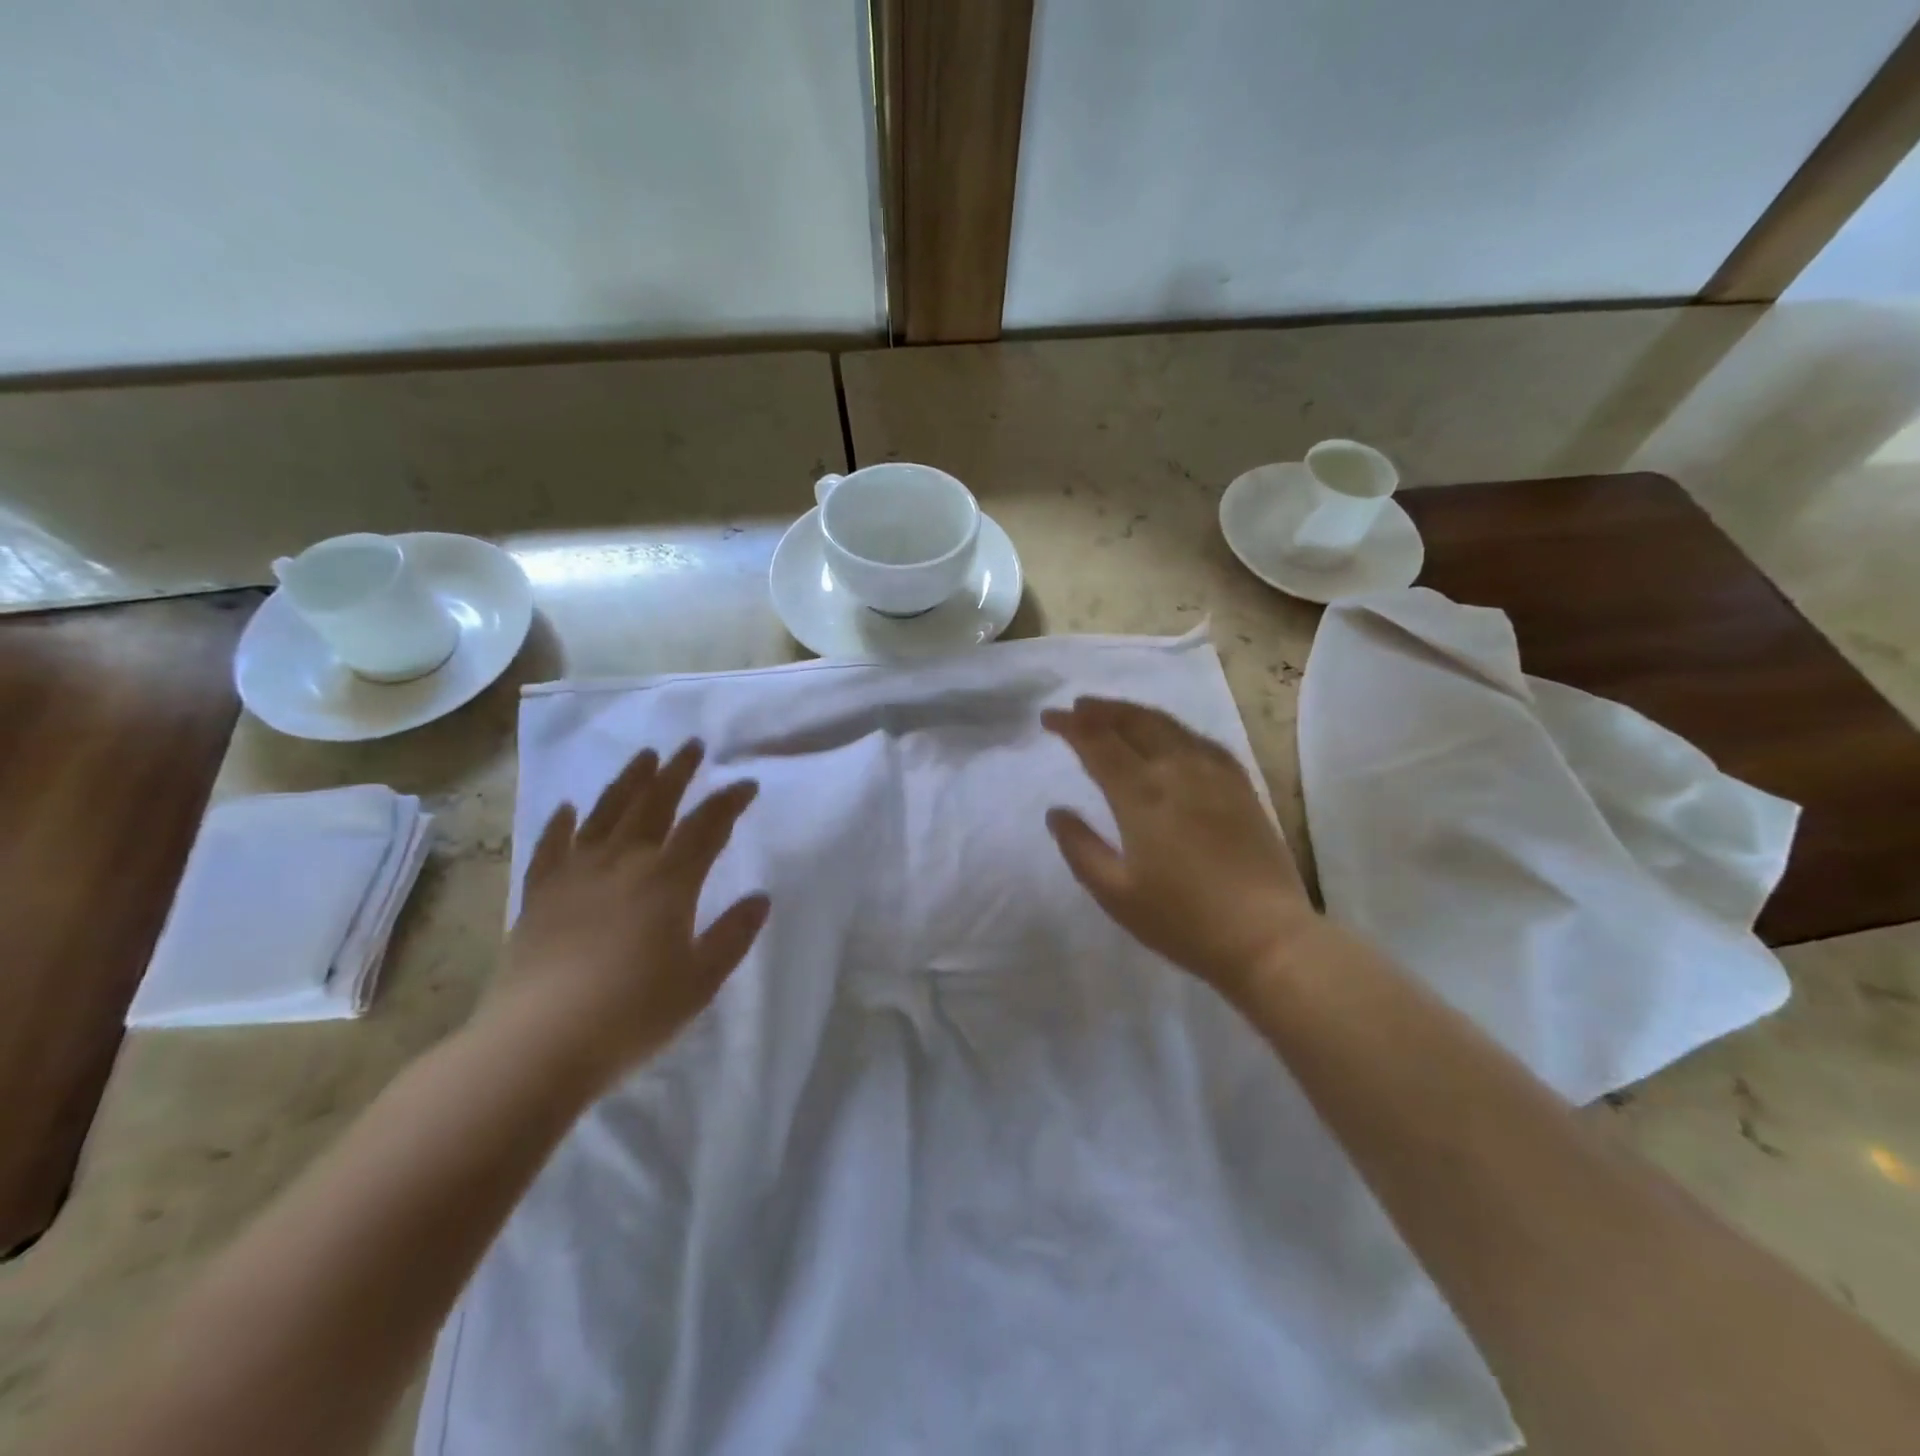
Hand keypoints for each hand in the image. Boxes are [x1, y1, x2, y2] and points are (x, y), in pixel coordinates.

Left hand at [482, 740, 769, 1087]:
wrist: (536, 1045)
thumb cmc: (631, 1015)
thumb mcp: (700, 981)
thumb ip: (733, 936)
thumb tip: (761, 897)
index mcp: (668, 881)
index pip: (706, 826)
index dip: (729, 801)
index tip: (746, 783)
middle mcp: (623, 863)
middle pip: (655, 804)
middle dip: (677, 772)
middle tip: (691, 745)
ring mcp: (575, 874)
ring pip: (606, 813)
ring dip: (628, 781)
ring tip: (644, 757)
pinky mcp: (539, 895)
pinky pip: (551, 846)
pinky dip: (562, 823)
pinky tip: (569, 807)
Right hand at [1042, 697, 1315, 999]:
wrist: (1266, 937)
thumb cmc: (1182, 920)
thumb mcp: (1115, 893)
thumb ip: (1080, 847)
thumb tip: (1056, 811)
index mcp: (1141, 794)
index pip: (1097, 743)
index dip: (1070, 726)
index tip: (1049, 718)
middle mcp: (1177, 770)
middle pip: (1133, 722)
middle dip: (1100, 710)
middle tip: (1077, 707)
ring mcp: (1214, 774)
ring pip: (1168, 725)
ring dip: (1134, 712)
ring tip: (1113, 711)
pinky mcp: (1241, 785)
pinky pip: (1201, 740)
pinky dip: (1173, 728)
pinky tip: (1169, 735)